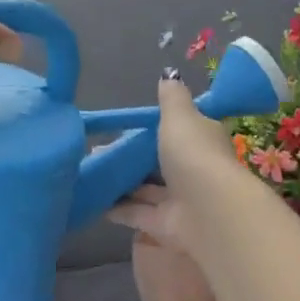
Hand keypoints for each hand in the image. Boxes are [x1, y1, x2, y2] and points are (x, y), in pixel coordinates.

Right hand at [107, 78, 246, 253]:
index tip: (126, 127)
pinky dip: (118, 208)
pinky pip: (137, 213)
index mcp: (201, 140)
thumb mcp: (180, 116)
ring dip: (122, 181)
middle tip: (97, 150)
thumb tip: (169, 74)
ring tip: (90, 171)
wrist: (209, 211)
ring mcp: (180, 199)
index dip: (155, 128)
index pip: (179, 130)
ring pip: (146, 189)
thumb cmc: (194, 154)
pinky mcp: (165, 225)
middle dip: (132, 157)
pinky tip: (95, 201)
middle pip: (159, 161)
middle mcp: (193, 169)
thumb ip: (171, 98)